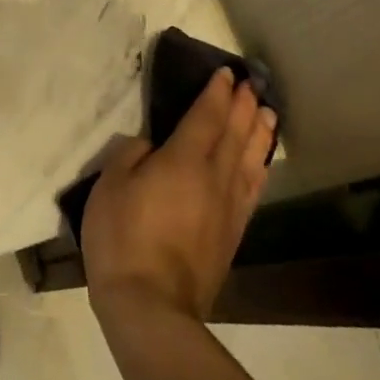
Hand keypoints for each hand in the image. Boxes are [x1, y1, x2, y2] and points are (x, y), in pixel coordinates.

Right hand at [82, 68, 276, 324]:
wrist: (151, 306)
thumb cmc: (122, 238)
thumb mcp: (110, 186)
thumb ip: (130, 155)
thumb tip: (150, 146)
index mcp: (183, 160)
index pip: (206, 116)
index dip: (217, 92)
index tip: (227, 73)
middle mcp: (213, 177)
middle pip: (234, 133)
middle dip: (243, 106)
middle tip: (253, 83)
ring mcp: (227, 207)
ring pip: (250, 160)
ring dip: (259, 133)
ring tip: (268, 113)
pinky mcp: (232, 234)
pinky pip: (252, 190)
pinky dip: (260, 169)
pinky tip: (261, 164)